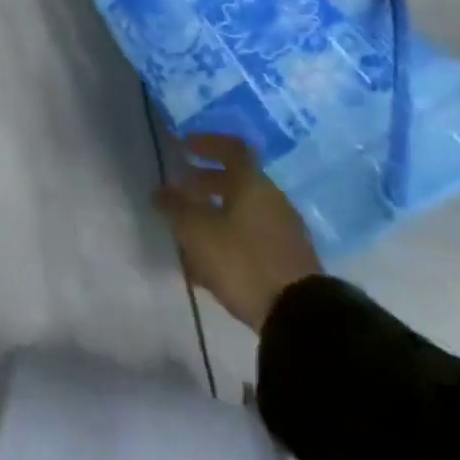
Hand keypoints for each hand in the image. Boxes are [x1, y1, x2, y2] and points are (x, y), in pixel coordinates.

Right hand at [152, 135, 321, 332]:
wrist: (299, 316)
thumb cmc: (243, 261)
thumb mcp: (197, 232)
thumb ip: (176, 207)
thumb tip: (160, 192)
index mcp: (252, 185)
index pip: (232, 148)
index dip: (206, 142)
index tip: (182, 146)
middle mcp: (271, 200)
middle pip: (236, 181)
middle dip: (203, 182)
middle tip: (177, 188)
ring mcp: (282, 230)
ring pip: (241, 210)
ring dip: (213, 212)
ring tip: (186, 228)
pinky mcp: (285, 258)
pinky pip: (249, 235)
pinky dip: (226, 236)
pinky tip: (205, 259)